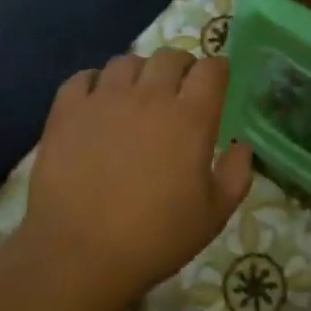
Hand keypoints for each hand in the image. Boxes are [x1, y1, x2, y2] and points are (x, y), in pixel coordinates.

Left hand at [18, 50, 252, 301]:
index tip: (216, 85)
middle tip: (178, 91)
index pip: (212, 69)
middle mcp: (150, 96)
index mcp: (190, 117)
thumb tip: (242, 146)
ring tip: (136, 96)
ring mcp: (105, 98)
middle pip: (170, 56)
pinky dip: (94, 83)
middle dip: (181, 67)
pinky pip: (83, 77)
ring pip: (127, 61)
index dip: (217, 71)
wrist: (78, 254)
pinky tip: (97, 103)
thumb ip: (236, 175)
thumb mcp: (213, 216)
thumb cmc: (154, 238)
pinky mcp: (68, 110)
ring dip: (138, 73)